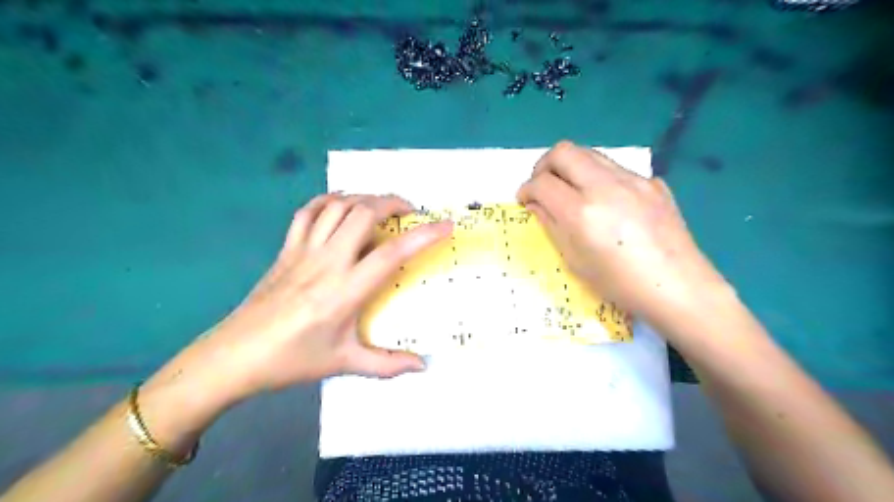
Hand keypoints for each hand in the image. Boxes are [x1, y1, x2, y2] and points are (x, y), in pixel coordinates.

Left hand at [180, 194, 450, 401]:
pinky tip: (342, 206)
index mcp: (345, 291)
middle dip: (393, 203)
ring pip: (338, 206)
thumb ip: (387, 364)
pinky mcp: (286, 249)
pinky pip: (308, 211)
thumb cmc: (292, 360)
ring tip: (381, 207)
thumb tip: (423, 365)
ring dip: (365, 198)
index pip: (392, 253)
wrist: (234, 356)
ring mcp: (303, 251)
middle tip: (410, 213)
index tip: (445, 225)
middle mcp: (327, 262)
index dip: (423, 235)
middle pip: (364, 213)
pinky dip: (330, 200)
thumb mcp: (344, 363)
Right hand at [518, 141, 725, 328]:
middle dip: (544, 165)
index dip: (526, 189)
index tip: (525, 200)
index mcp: (582, 213)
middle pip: (563, 151)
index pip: (542, 183)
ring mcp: (633, 180)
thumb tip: (535, 204)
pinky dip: (600, 178)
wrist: (678, 288)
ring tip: (572, 191)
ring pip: (590, 153)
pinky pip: (616, 169)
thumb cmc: (619, 284)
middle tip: (543, 186)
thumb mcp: (575, 260)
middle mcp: (605, 187)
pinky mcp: (653, 183)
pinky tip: (608, 203)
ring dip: (572, 167)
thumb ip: (551, 225)